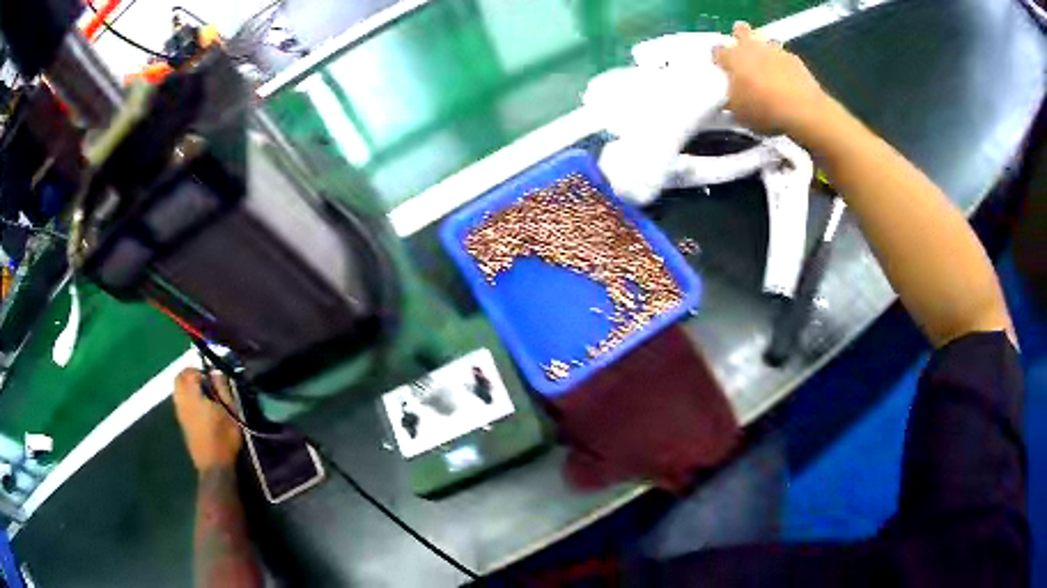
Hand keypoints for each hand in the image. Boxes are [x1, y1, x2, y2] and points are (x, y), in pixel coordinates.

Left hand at [173, 368, 242, 471]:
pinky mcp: (182, 424)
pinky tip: (200, 408)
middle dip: (189, 375)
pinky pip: (179, 402)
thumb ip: (222, 389)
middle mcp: (182, 401)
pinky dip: (186, 398)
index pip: (189, 372)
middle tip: (205, 381)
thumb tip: (217, 372)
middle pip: (178, 379)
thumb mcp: (230, 412)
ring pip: (177, 391)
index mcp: (192, 396)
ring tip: (203, 395)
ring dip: (187, 387)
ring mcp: (180, 413)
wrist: (214, 466)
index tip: (212, 377)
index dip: (200, 370)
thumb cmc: (224, 438)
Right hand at [713, 22, 831, 138]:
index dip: (718, 58)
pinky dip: (784, 64)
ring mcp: (775, 50)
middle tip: (743, 51)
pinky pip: (785, 56)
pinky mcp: (795, 59)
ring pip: (766, 41)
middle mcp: (751, 47)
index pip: (717, 50)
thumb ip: (732, 99)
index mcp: (732, 58)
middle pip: (741, 30)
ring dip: (765, 50)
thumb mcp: (739, 112)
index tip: (722, 66)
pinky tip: (787, 79)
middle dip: (740, 35)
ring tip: (767, 66)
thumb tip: (732, 97)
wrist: (802, 110)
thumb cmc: (763, 110)